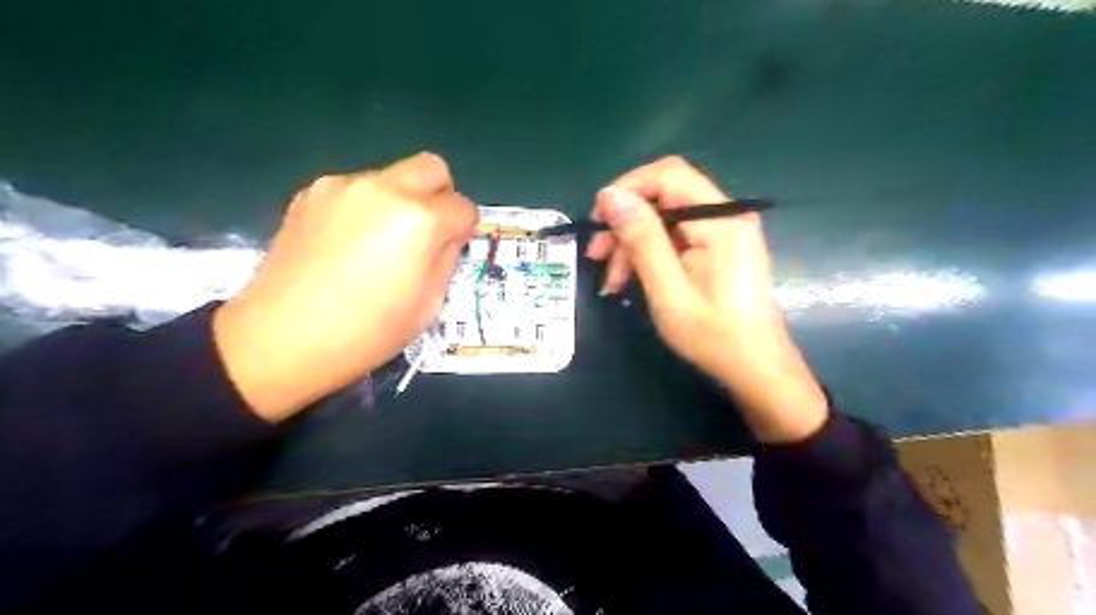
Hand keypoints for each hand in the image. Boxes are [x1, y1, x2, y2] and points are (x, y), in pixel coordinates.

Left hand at [213, 154, 475, 422]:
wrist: (281, 339)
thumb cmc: (367, 332)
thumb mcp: (429, 305)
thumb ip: (447, 259)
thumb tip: (447, 237)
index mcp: (420, 220)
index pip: (463, 207)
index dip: (463, 230)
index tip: (451, 249)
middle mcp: (385, 189)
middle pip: (432, 168)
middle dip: (441, 195)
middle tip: (428, 231)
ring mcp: (343, 186)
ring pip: (393, 177)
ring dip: (401, 200)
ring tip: (380, 242)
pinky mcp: (311, 192)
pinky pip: (358, 188)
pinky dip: (367, 206)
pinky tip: (349, 242)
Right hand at [596, 154, 827, 440]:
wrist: (755, 368)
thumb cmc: (714, 335)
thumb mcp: (669, 290)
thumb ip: (642, 239)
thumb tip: (610, 195)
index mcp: (720, 220)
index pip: (668, 174)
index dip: (628, 188)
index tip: (598, 220)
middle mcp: (725, 215)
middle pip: (664, 196)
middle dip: (625, 222)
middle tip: (596, 256)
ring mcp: (723, 231)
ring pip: (665, 218)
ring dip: (633, 243)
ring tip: (612, 280)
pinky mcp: (718, 247)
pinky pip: (675, 236)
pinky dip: (649, 254)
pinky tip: (631, 279)